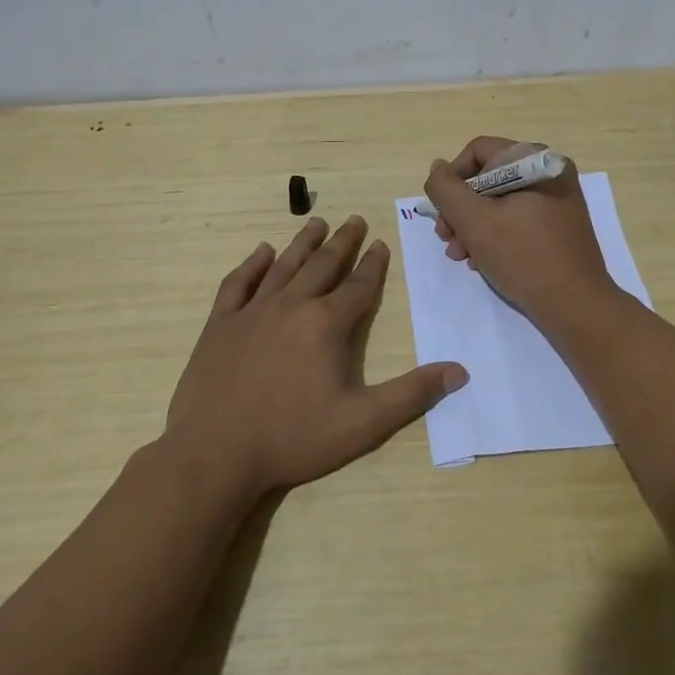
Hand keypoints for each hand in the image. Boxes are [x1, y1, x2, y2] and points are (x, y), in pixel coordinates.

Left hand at [165, 216, 467, 498]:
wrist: (214, 455)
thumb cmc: (293, 439)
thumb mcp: (363, 423)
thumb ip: (412, 394)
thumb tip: (460, 372)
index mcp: (326, 324)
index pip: (358, 286)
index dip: (373, 264)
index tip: (380, 243)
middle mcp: (291, 305)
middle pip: (323, 265)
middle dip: (342, 242)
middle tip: (354, 220)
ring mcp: (251, 312)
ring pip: (283, 266)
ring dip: (303, 243)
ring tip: (317, 222)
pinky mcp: (220, 324)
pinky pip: (238, 283)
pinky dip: (252, 264)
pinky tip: (262, 252)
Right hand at [424, 136, 618, 324]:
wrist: (575, 306)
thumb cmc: (523, 256)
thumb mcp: (473, 220)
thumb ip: (446, 189)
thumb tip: (438, 168)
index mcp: (536, 160)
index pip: (478, 151)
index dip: (453, 179)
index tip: (443, 212)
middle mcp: (550, 172)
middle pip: (487, 177)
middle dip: (461, 209)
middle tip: (446, 238)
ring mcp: (556, 200)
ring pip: (499, 201)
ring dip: (472, 226)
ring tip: (460, 255)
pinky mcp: (558, 226)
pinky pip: (516, 218)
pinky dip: (494, 235)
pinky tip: (480, 260)